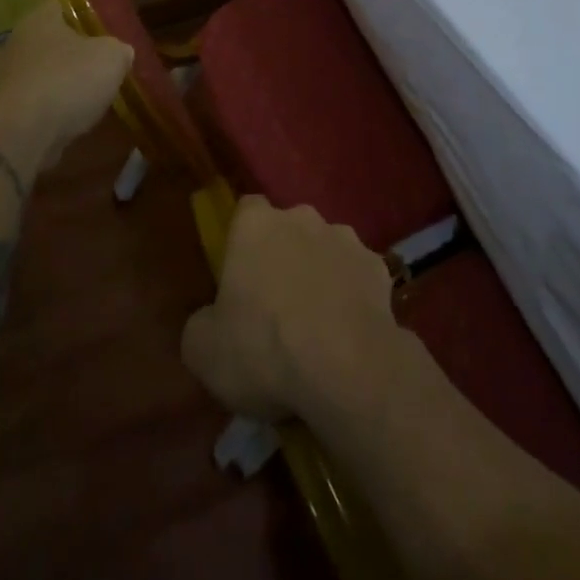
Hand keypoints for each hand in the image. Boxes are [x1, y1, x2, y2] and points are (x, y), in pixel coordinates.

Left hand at [0, 0, 131, 163]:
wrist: (23, 134)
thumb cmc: (69, 80)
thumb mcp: (112, 58)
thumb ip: (119, 50)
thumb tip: (120, 53)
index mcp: (38, 20)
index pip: (60, 6)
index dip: (83, 16)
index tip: (103, 31)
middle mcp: (16, 43)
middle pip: (50, 42)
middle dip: (73, 54)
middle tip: (100, 66)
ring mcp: (5, 79)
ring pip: (42, 74)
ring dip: (62, 84)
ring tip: (90, 99)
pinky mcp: (3, 112)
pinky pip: (35, 104)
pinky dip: (52, 110)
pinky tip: (72, 122)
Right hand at [181, 196, 399, 423]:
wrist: (347, 368)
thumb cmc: (264, 348)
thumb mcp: (203, 351)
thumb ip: (201, 324)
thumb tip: (210, 321)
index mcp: (256, 225)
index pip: (246, 211)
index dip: (242, 241)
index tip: (239, 277)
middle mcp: (302, 218)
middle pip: (288, 229)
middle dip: (283, 256)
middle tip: (275, 306)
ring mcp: (345, 238)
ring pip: (325, 249)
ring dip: (320, 274)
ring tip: (316, 324)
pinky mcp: (378, 267)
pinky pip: (357, 277)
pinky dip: (352, 296)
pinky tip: (348, 334)